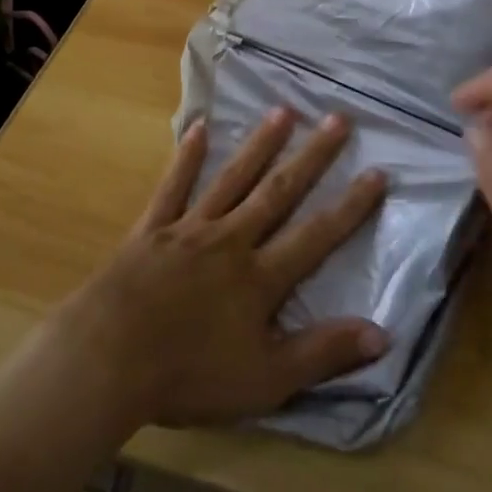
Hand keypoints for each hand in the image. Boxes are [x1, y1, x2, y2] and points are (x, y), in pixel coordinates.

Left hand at [43, 108, 390, 430]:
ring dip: (260, 145)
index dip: (350, 206)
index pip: (317, 235)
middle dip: (313, 156)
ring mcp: (190, 228)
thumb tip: (384, 332)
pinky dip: (187, 158)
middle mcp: (231, 240)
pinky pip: (174, 187)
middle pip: (279, 191)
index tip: (377, 171)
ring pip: (233, 179)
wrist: (107, 359)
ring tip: (283, 111)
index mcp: (260, 277)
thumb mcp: (265, 380)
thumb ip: (323, 353)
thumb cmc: (189, 375)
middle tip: (337, 119)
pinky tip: (199, 128)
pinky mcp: (153, 228)